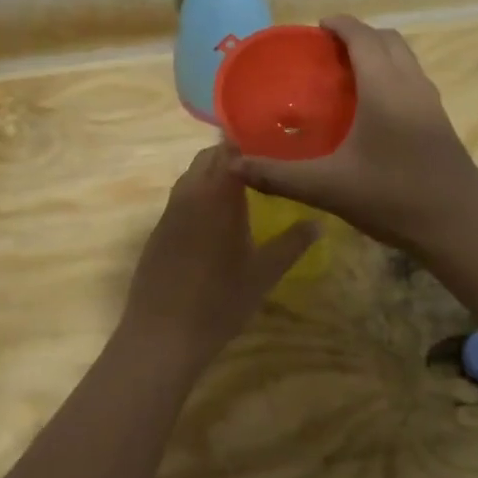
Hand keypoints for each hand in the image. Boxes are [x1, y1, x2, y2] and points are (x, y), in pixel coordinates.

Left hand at [121, 145, 320, 369]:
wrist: (162, 334)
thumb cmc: (220, 302)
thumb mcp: (264, 274)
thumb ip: (292, 243)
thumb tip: (319, 222)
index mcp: (217, 196)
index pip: (230, 151)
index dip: (249, 143)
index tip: (271, 145)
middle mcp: (190, 194)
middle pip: (208, 158)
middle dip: (231, 155)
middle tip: (261, 166)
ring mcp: (170, 212)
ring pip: (191, 176)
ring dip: (212, 174)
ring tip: (241, 188)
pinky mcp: (158, 230)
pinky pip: (180, 198)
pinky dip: (198, 195)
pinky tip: (214, 218)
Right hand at [234, 16, 477, 257]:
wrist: (460, 228)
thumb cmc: (392, 198)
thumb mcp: (327, 188)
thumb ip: (278, 175)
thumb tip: (233, 164)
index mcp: (384, 87)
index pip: (362, 36)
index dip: (339, 24)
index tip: (315, 28)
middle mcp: (411, 84)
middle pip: (387, 39)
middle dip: (358, 35)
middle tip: (326, 53)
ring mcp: (431, 102)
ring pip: (405, 58)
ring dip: (378, 53)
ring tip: (346, 76)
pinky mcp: (441, 121)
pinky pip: (413, 79)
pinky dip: (391, 74)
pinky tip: (372, 110)